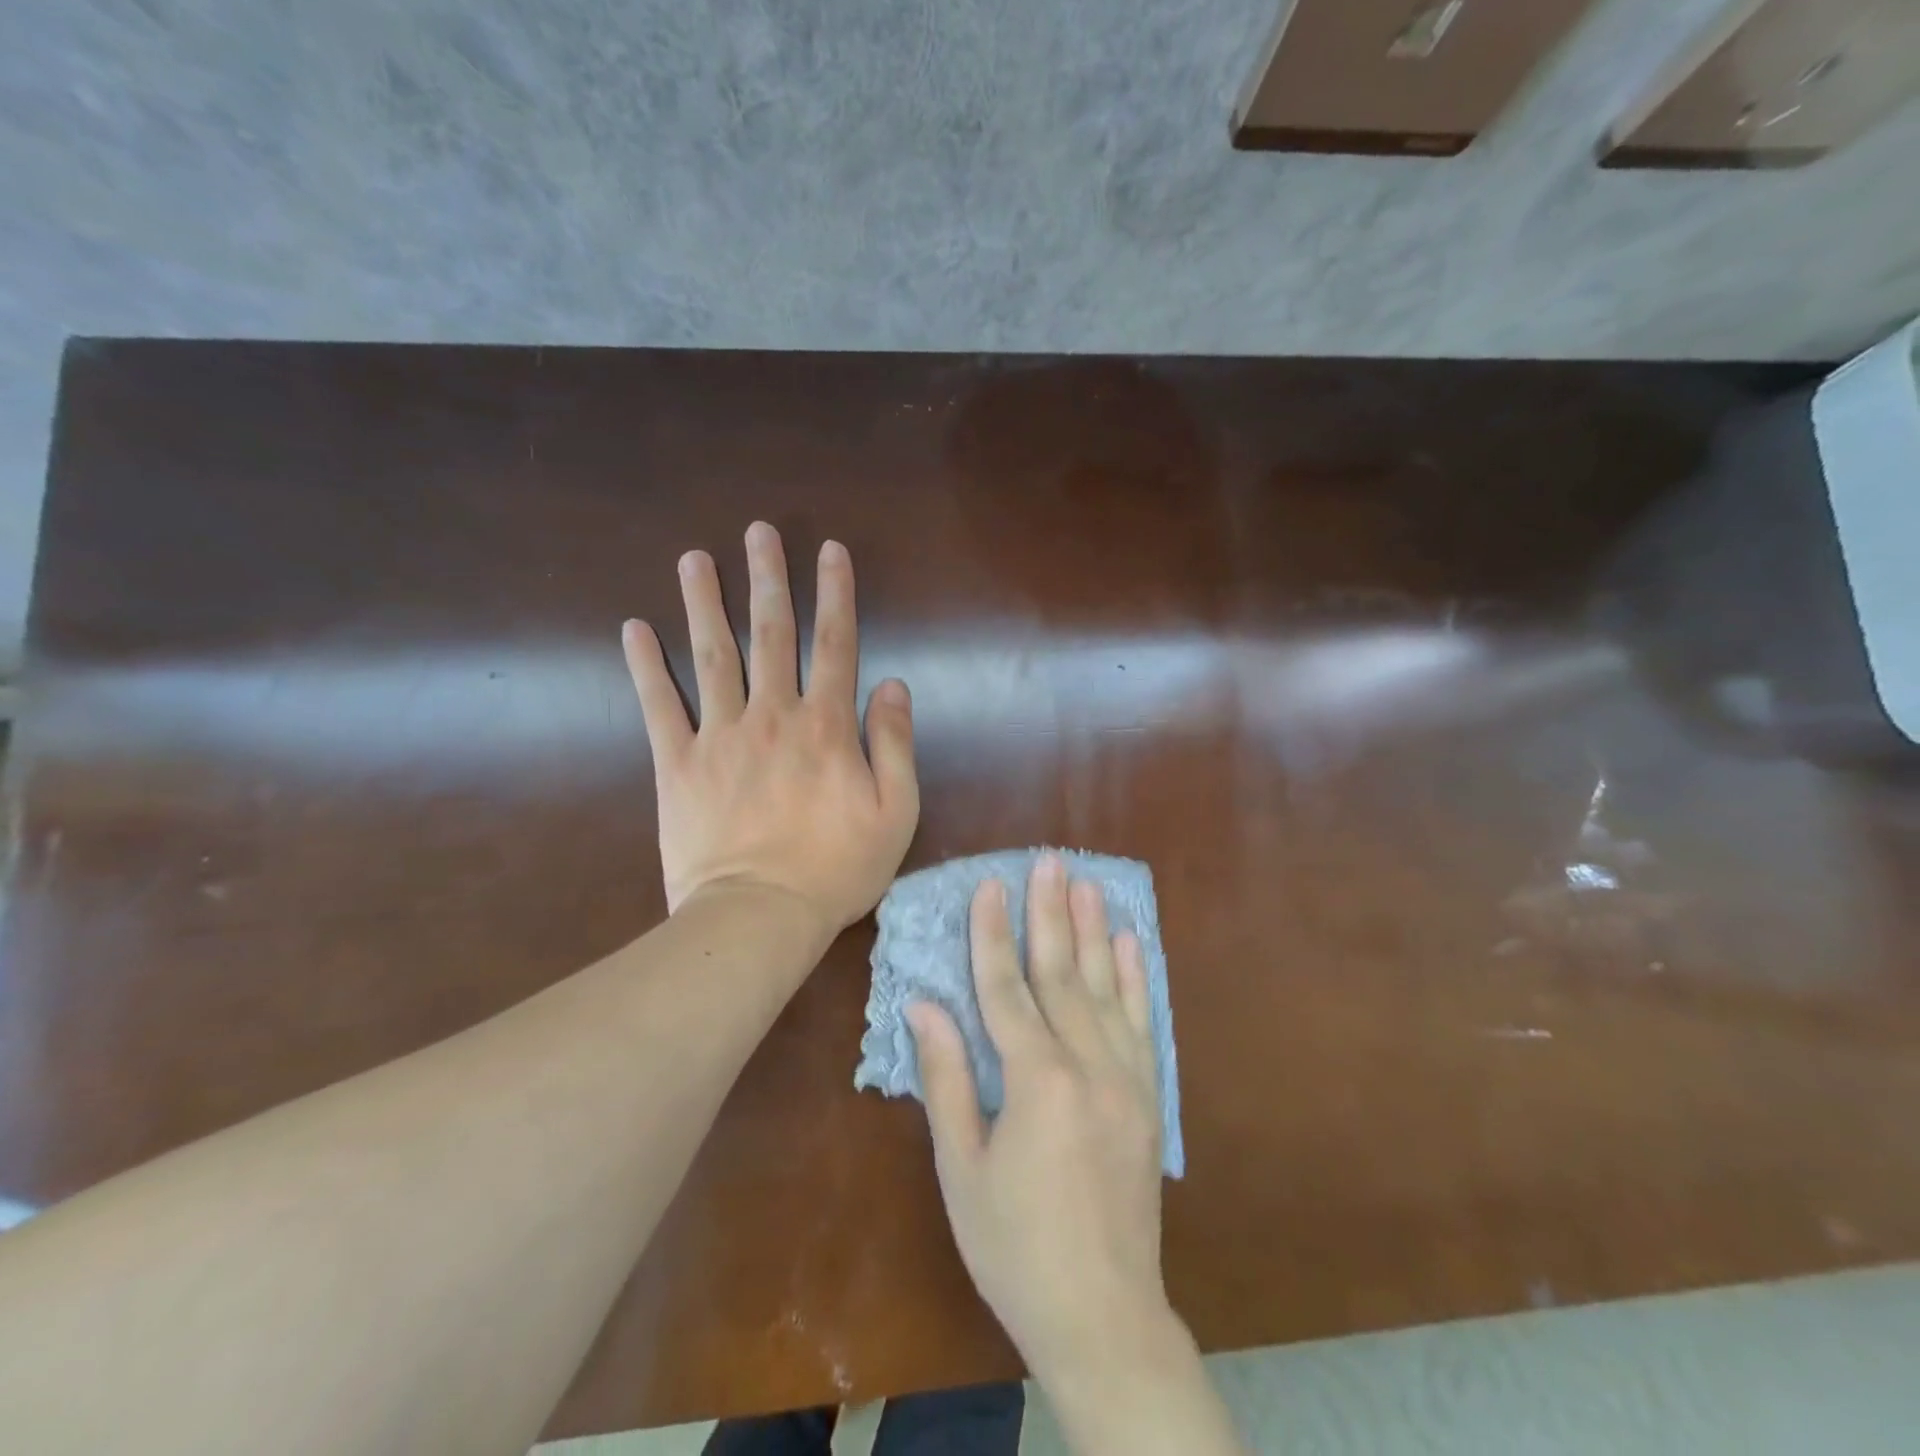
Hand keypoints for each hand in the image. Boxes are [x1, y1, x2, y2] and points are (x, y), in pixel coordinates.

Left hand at [622, 522, 918, 939]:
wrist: (760, 915)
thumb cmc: (836, 869)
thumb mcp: (896, 812)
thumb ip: (895, 744)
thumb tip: (893, 685)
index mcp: (825, 726)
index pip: (834, 644)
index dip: (835, 593)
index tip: (829, 551)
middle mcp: (772, 715)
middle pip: (770, 634)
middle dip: (767, 579)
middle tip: (757, 531)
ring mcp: (720, 736)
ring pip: (712, 655)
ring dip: (703, 603)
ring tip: (694, 560)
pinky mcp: (677, 764)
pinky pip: (658, 706)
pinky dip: (645, 667)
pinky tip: (634, 629)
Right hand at [908, 854, 1174, 1383]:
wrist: (1103, 1313)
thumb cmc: (1014, 1245)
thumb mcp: (963, 1167)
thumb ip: (947, 1078)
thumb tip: (924, 1006)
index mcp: (1036, 1082)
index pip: (1007, 988)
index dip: (993, 934)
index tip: (990, 884)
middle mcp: (1087, 1066)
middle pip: (1061, 973)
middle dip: (1049, 912)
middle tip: (1047, 859)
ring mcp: (1126, 1078)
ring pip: (1104, 987)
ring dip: (1092, 930)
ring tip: (1085, 881)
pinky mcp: (1148, 1095)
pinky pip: (1141, 1021)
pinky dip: (1133, 977)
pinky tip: (1127, 943)